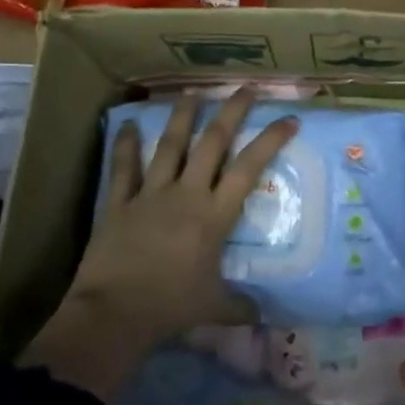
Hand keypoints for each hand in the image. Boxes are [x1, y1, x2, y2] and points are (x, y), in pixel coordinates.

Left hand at [21, 91, 297, 398]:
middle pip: (212, 143)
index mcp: (214, 216)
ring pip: (170, 145)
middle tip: (245, 88)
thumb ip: (241, 307)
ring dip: (182, 116)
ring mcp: (150, 194)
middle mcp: (186, 194)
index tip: (289, 119)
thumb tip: (264, 317)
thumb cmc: (171, 308)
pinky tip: (126, 124)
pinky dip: (125, 145)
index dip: (270, 140)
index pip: (249, 168)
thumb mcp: (214, 308)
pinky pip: (123, 168)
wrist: (114, 314)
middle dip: (231, 112)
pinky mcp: (119, 203)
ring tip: (191, 92)